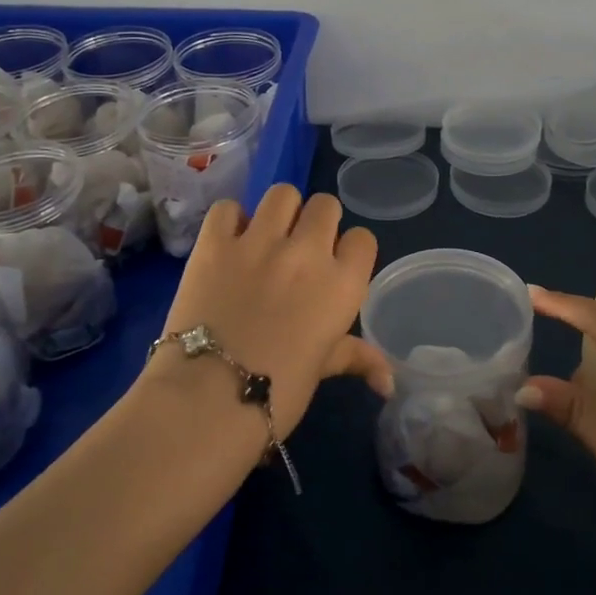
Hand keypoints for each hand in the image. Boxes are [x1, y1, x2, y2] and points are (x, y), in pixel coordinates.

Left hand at [153, 184, 391, 434]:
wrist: (206, 401)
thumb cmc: (277, 394)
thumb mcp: (322, 370)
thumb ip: (356, 358)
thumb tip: (389, 382)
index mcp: (342, 284)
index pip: (362, 238)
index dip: (348, 250)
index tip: (333, 267)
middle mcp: (307, 252)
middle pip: (325, 205)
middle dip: (316, 222)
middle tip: (298, 250)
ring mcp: (259, 242)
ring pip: (283, 193)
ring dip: (279, 212)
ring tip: (265, 237)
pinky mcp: (215, 243)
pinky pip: (228, 207)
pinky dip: (230, 221)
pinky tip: (228, 243)